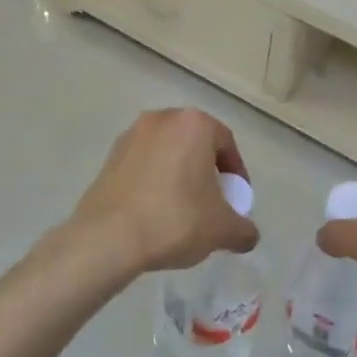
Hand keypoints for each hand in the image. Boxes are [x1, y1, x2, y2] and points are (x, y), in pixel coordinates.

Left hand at [66, 109, 259, 277]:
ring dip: (179, 175)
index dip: (236, 172)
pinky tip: (155, 211)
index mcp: (194, 124)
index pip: (226, 143)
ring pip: (167, 152)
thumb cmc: (174, 220)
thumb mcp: (221, 229)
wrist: (107, 237)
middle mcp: (162, 119)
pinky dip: (154, 181)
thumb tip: (248, 235)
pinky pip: (143, 164)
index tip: (236, 199)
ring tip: (183, 209)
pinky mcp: (109, 156)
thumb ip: (243, 229)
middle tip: (212, 202)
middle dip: (207, 171)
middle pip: (195, 143)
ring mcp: (131, 135)